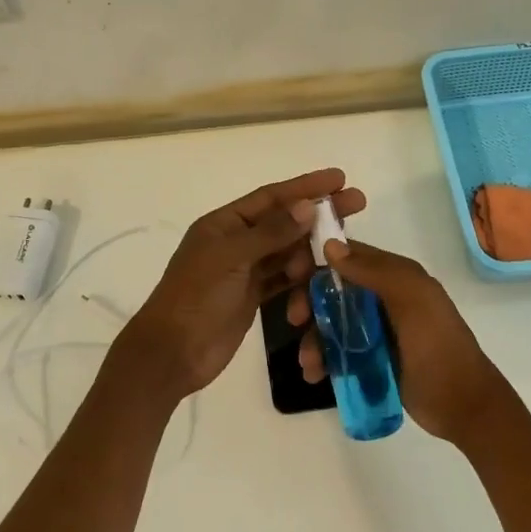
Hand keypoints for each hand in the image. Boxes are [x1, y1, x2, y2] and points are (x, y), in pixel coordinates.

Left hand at [121, 169, 366, 399]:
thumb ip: (271, 233)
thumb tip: (307, 206)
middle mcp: (236, 242)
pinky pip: (284, 281)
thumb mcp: (231, 259)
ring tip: (338, 256)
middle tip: (357, 204)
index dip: (305, 186)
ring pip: (288, 252)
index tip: (339, 178)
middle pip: (285, 222)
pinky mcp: (253, 297)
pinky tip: (323, 281)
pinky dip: (301, 282)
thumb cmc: (196, 297)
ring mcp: (245, 270)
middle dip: (318, 215)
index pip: (271, 197)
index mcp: (224, 224)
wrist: (173, 353)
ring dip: (311, 253)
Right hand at [286, 239, 509, 444]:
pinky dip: (323, 358)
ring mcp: (376, 330)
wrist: (463, 406)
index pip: (348, 256)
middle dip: (309, 303)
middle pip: (333, 290)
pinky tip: (315, 374)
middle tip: (295, 321)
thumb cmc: (438, 346)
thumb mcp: (412, 301)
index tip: (290, 274)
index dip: (317, 260)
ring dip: (313, 338)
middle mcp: (383, 297)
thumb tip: (330, 245)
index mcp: (395, 276)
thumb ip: (373, 271)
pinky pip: (338, 351)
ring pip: (331, 323)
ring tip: (309, 363)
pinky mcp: (372, 359)